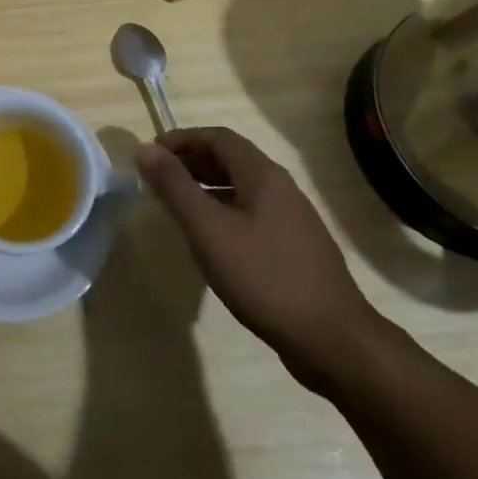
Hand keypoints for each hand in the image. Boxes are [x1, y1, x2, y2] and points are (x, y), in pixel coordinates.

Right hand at [137, 126, 390, 393]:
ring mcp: (293, 219)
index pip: (218, 137)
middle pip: (232, 159)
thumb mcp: (208, 230)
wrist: (333, 341)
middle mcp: (282, 188)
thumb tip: (144, 149)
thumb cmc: (264, 277)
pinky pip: (253, 213)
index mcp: (263, 176)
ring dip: (207, 186)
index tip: (151, 156)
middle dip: (192, 161)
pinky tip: (212, 240)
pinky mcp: (296, 248)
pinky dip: (224, 211)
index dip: (182, 139)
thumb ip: (175, 187)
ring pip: (242, 187)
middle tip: (159, 179)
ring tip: (178, 206)